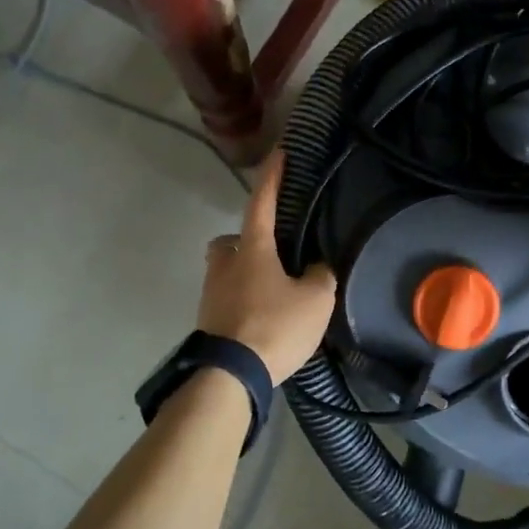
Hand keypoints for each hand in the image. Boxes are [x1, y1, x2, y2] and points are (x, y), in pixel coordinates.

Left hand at [197, 151, 336, 384]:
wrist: (229, 375)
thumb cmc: (274, 326)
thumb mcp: (315, 300)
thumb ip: (320, 276)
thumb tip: (316, 268)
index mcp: (252, 249)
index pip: (262, 201)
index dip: (272, 176)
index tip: (278, 153)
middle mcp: (225, 264)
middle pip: (230, 241)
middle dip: (246, 241)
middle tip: (272, 255)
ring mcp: (211, 293)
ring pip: (226, 271)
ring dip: (245, 275)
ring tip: (273, 294)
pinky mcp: (207, 322)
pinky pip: (227, 300)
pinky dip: (243, 303)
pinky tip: (263, 320)